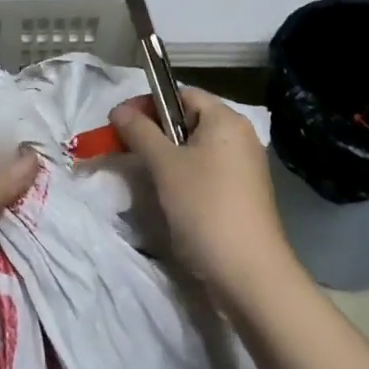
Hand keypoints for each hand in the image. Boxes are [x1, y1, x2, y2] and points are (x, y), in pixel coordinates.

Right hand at [109, 89, 294, 297]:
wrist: (249, 274)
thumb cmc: (205, 207)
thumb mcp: (164, 165)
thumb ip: (139, 132)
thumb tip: (118, 110)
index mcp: (226, 119)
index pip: (181, 94)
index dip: (148, 103)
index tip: (121, 124)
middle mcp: (240, 137)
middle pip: (188, 120)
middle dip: (154, 132)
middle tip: (125, 150)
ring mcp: (244, 168)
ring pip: (195, 149)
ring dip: (166, 158)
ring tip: (143, 176)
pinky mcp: (243, 195)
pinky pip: (206, 172)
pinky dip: (183, 177)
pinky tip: (168, 198)